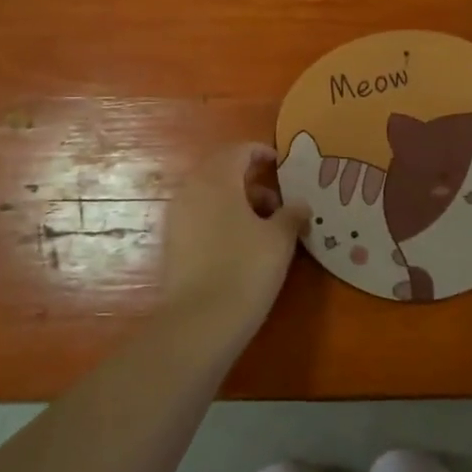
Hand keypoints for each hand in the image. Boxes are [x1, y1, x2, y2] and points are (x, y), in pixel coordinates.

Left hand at [159, 143, 310, 340]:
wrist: (200, 321)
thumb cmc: (246, 269)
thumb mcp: (279, 239)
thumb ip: (291, 214)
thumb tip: (300, 203)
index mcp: (217, 178)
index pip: (239, 151)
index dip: (262, 153)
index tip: (281, 164)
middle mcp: (192, 189)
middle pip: (221, 171)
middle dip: (250, 180)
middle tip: (277, 200)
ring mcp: (177, 216)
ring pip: (210, 195)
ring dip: (236, 201)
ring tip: (264, 226)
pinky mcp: (172, 242)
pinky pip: (200, 216)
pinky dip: (220, 219)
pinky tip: (241, 244)